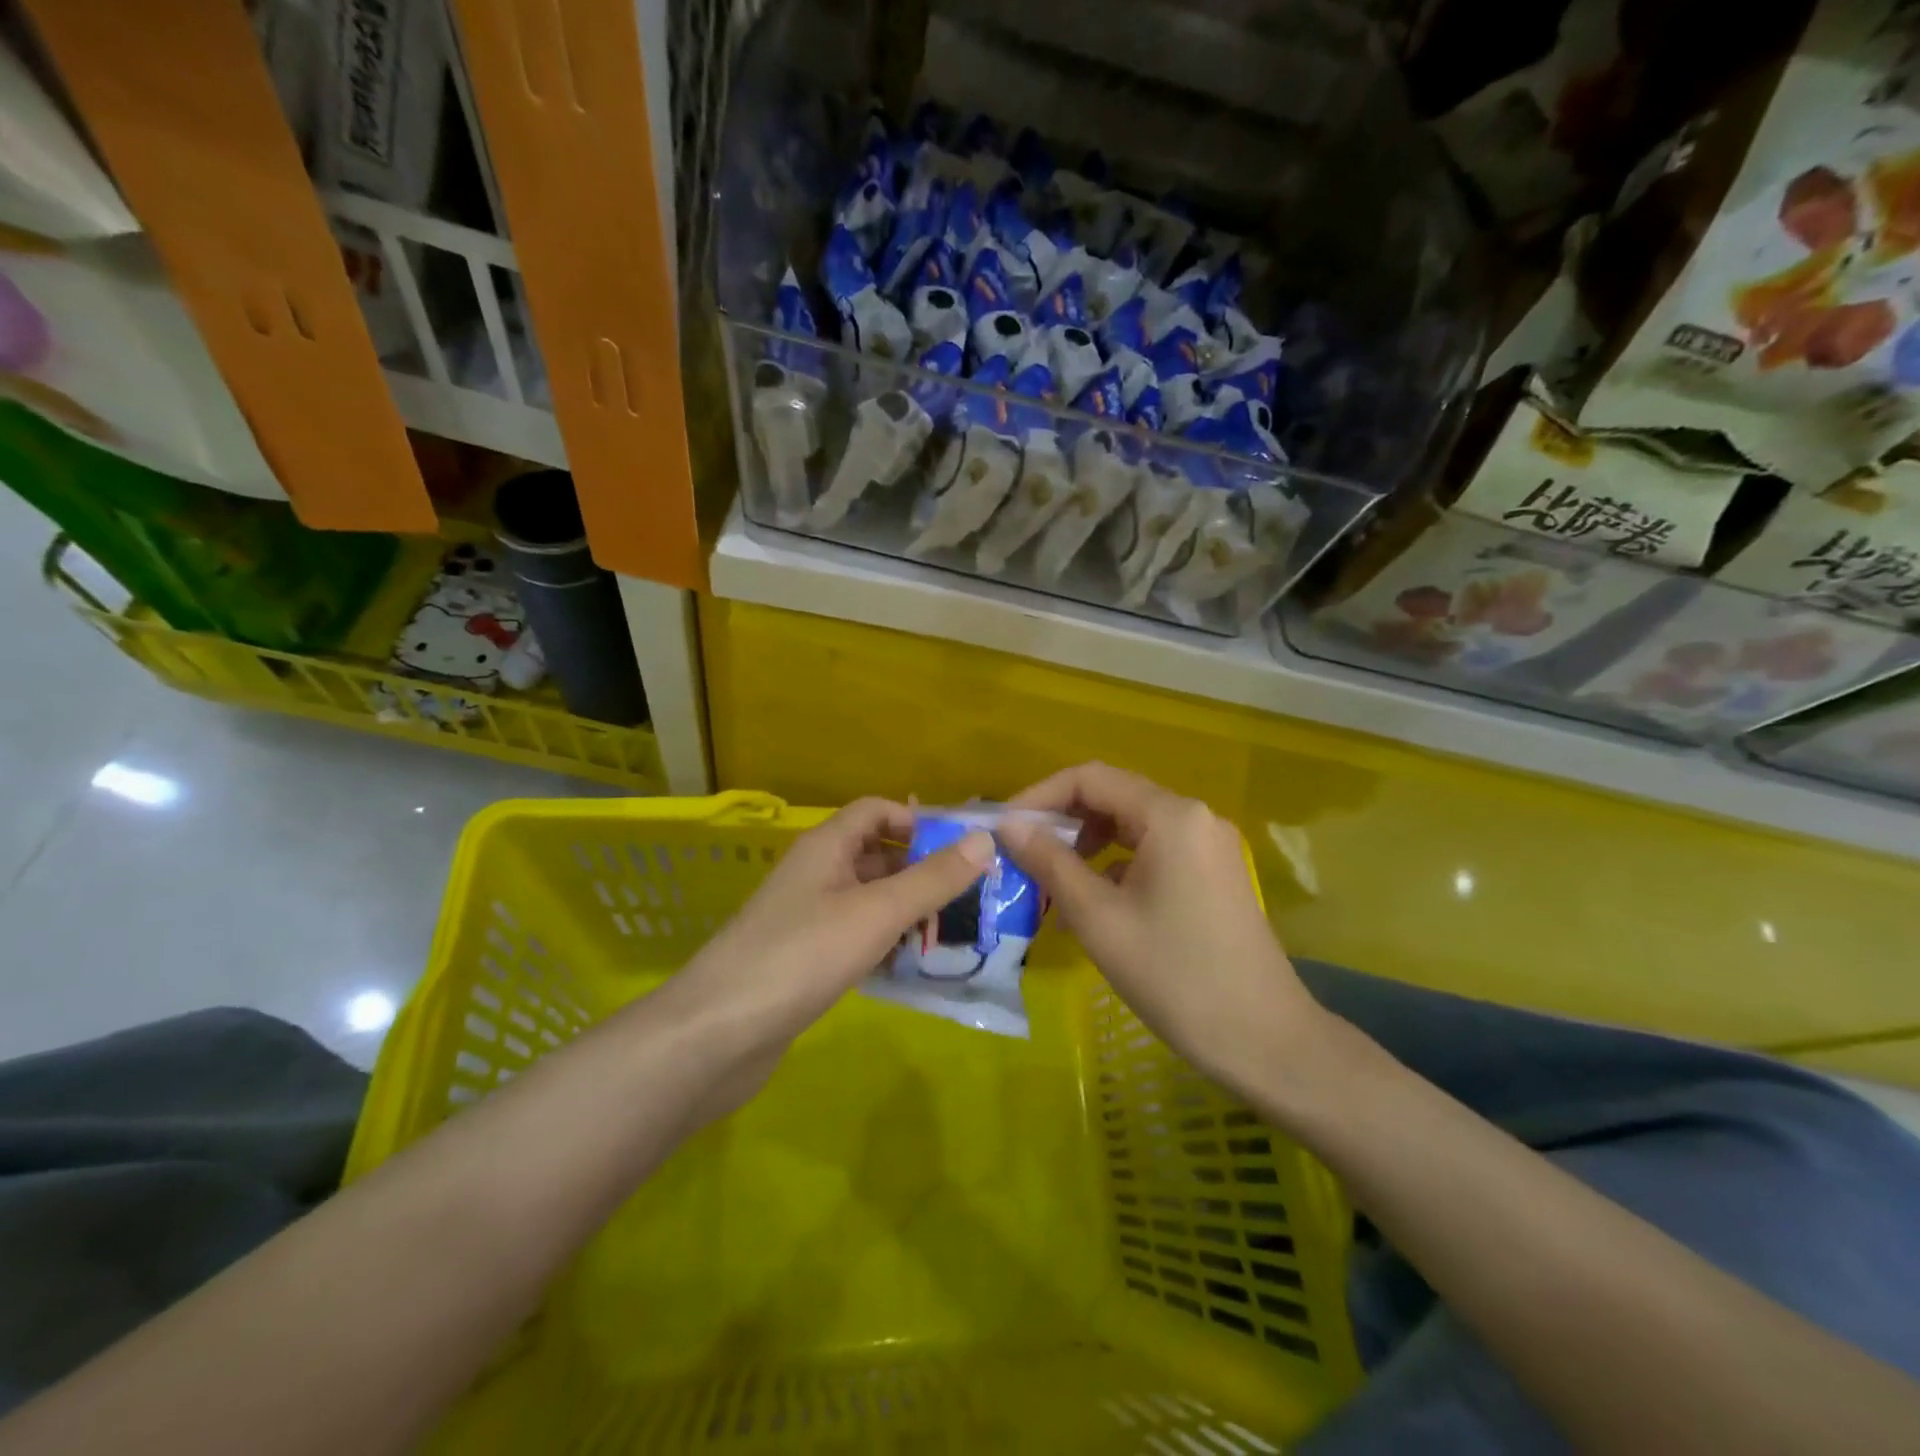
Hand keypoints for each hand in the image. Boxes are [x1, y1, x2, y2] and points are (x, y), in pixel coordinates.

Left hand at [667, 799, 993, 1118]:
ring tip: (956, 935)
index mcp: (827, 847)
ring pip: (869, 901)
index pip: (876, 811)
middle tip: (972, 898)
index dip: (918, 821)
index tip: (962, 849)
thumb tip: (984, 839)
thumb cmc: (802, 956)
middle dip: (923, 872)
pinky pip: (856, 938)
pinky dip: (885, 945)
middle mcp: (816, 874)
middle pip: (877, 856)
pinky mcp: (805, 960)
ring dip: (908, 913)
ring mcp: (808, 919)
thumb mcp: (876, 912)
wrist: (718, 1034)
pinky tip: (914, 969)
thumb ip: (932, 878)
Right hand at [1002, 763, 1327, 1095]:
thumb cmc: (1175, 976)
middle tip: (1021, 857)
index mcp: (1170, 816)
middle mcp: (1193, 817)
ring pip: (1129, 827)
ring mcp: (1207, 845)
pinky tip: (1090, 906)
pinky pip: (1150, 852)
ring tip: (1050, 886)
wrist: (1263, 1040)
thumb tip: (1008, 826)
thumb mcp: (1099, 919)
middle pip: (1111, 797)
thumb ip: (1050, 863)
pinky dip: (1114, 867)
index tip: (1003, 828)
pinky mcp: (1211, 873)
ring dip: (1085, 847)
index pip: (1090, 778)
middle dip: (1061, 823)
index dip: (1039, 796)